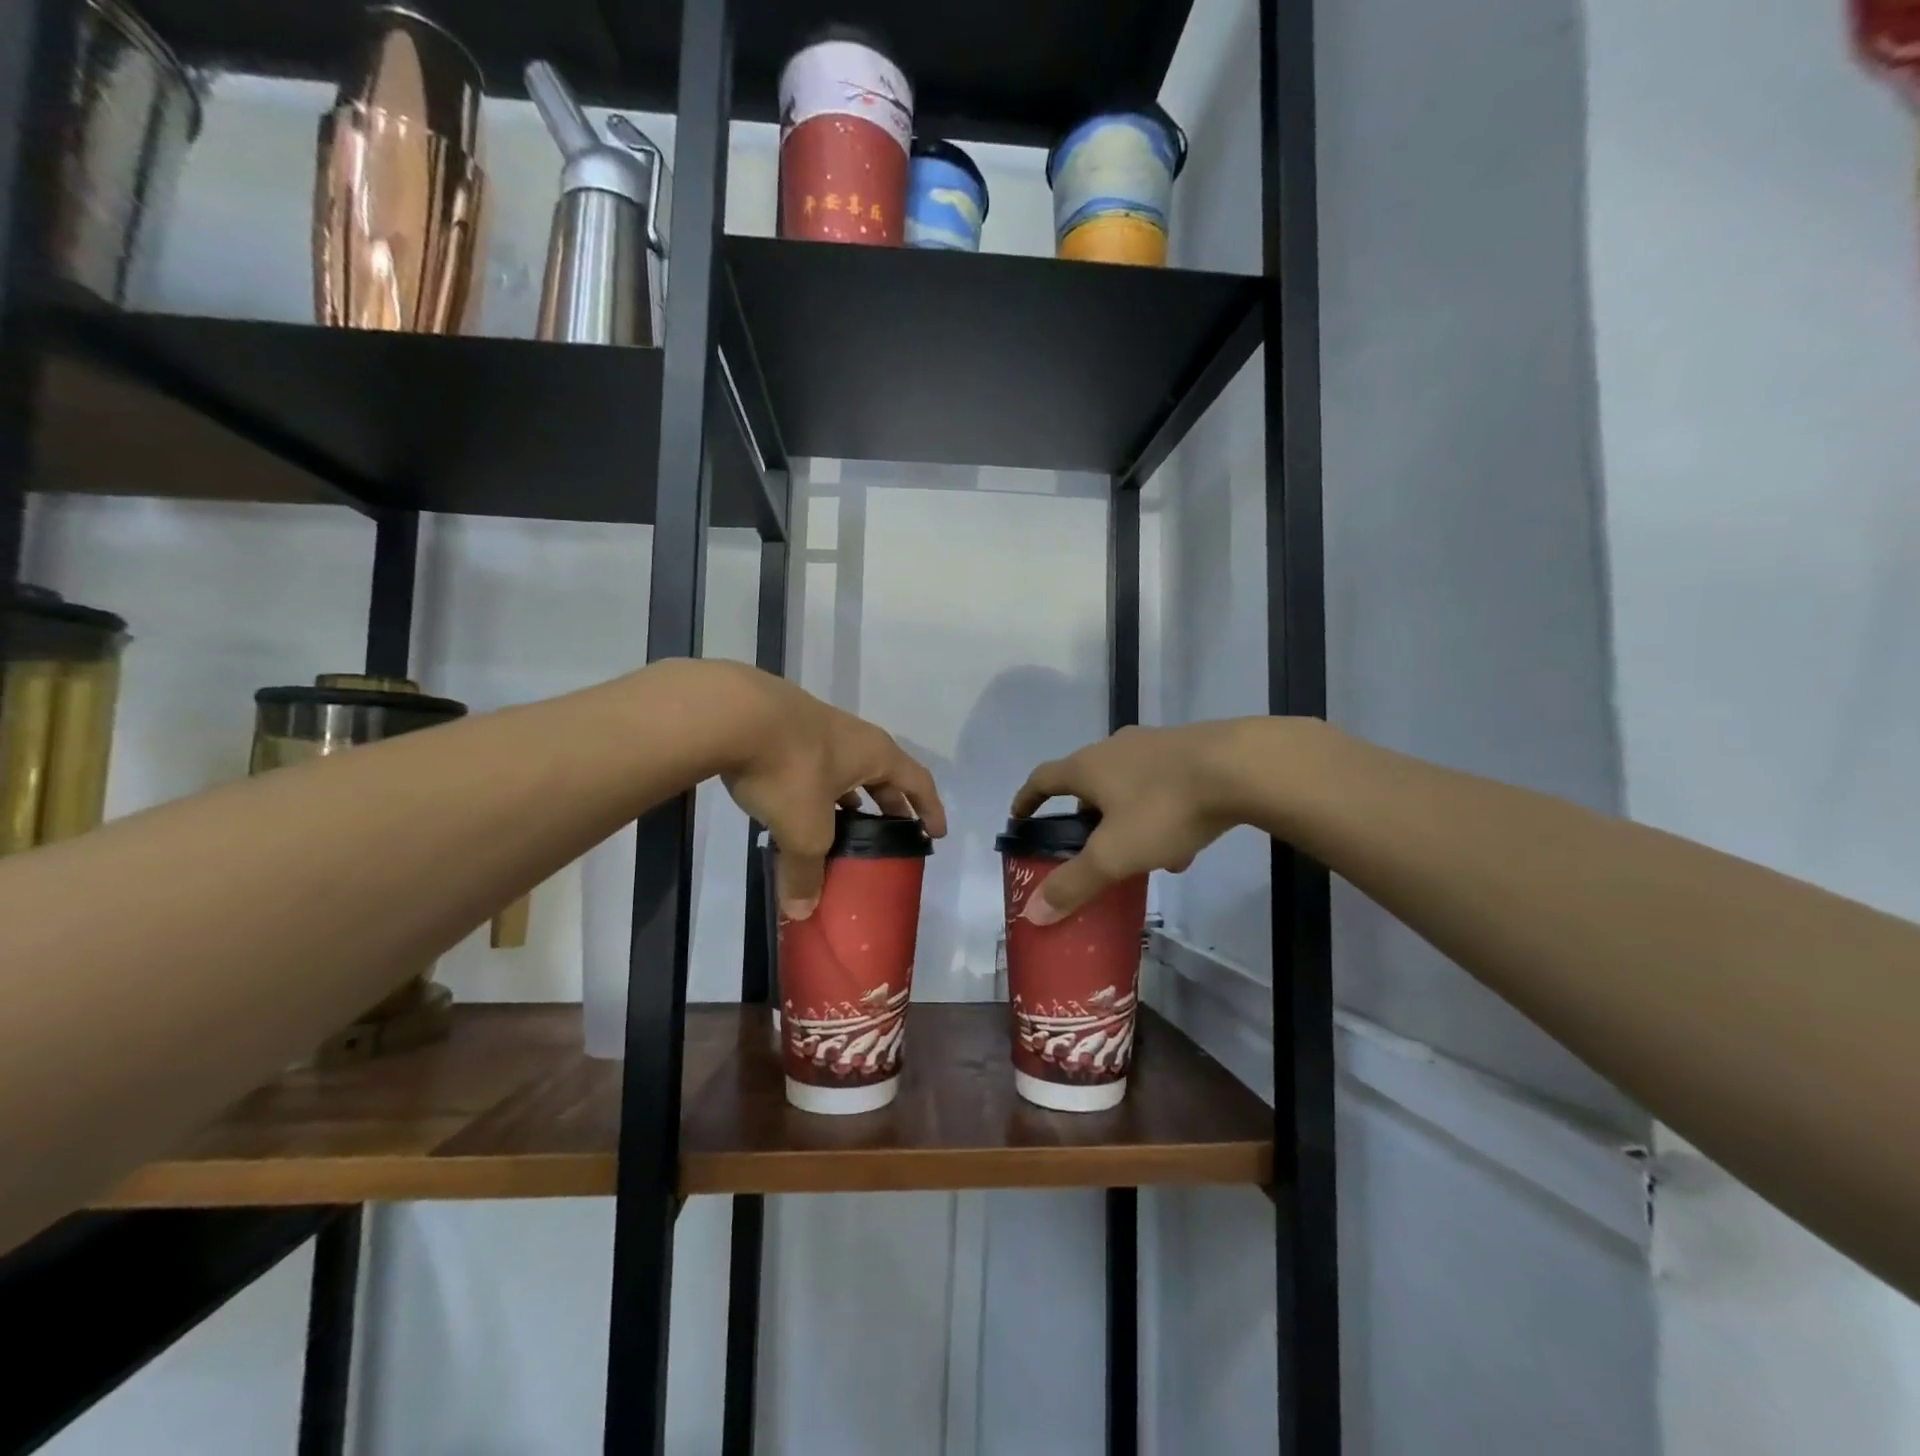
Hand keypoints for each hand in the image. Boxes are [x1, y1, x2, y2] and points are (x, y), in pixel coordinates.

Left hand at [711, 665, 945, 917]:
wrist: (733, 712)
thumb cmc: (790, 769)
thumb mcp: (804, 830)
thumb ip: (805, 872)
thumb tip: (800, 912)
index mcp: (875, 754)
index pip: (918, 782)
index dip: (930, 809)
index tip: (935, 833)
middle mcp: (852, 737)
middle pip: (881, 774)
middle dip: (887, 805)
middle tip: (887, 835)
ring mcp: (814, 728)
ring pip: (841, 769)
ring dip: (845, 797)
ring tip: (838, 826)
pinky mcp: (780, 728)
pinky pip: (808, 765)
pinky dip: (810, 789)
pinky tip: (791, 806)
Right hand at [1010, 720, 1262, 924]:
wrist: (1241, 767)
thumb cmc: (1164, 808)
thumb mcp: (1114, 854)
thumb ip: (1074, 883)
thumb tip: (1032, 913)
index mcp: (1088, 766)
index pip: (1043, 778)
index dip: (1027, 799)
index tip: (1019, 816)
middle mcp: (1115, 748)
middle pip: (1088, 780)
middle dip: (1085, 814)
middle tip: (1087, 844)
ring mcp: (1155, 745)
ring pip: (1129, 785)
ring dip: (1126, 818)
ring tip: (1140, 856)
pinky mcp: (1191, 750)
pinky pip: (1163, 785)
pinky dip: (1161, 814)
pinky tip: (1183, 847)